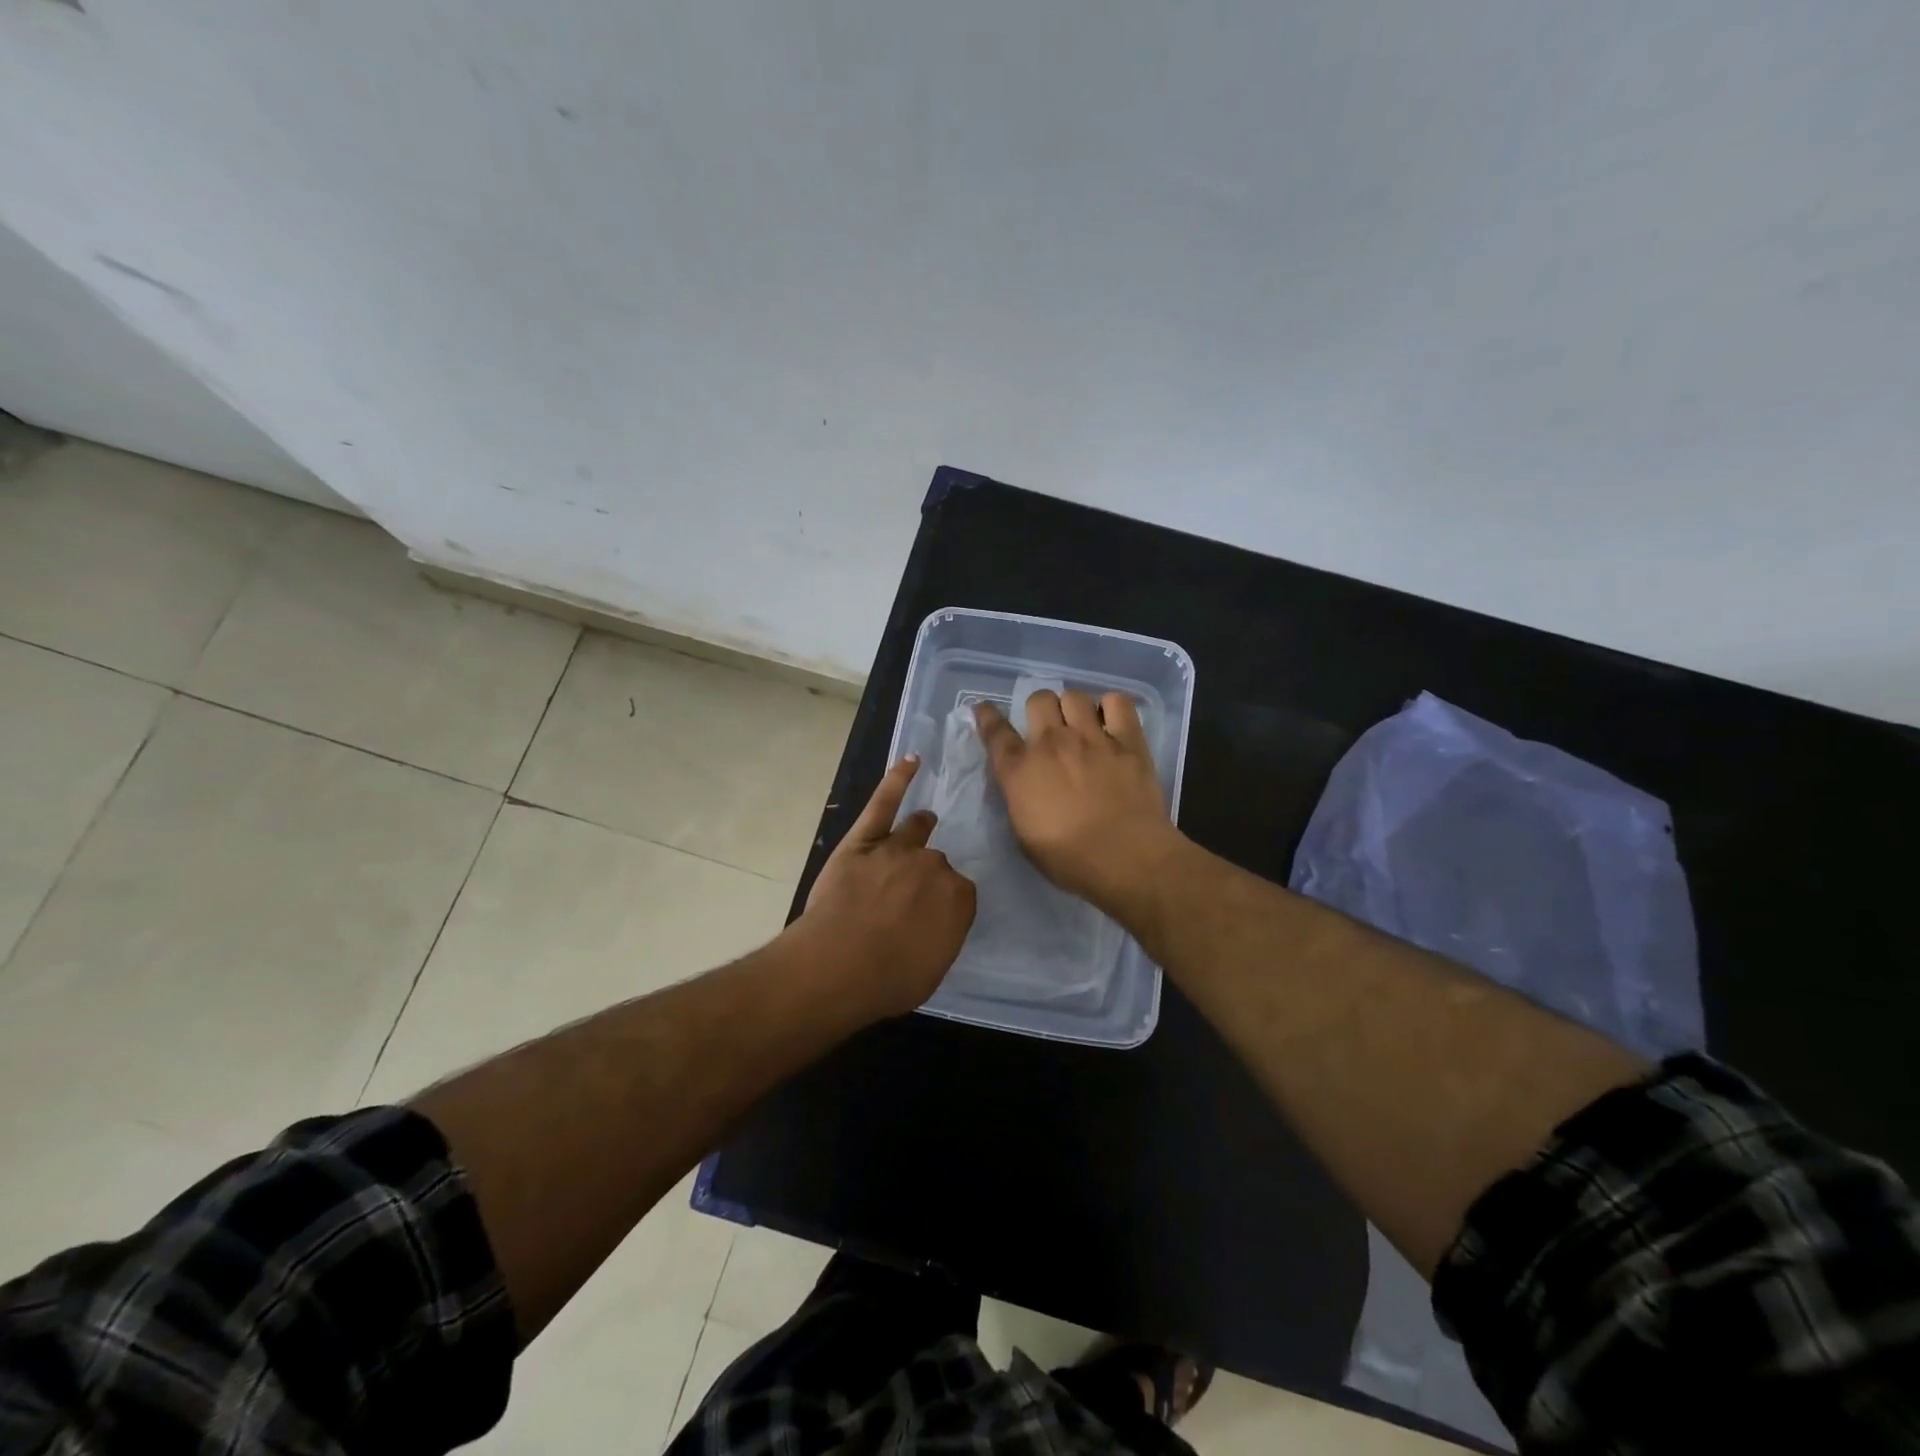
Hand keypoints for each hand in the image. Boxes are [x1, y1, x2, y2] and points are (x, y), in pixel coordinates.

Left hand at [799, 756, 976, 1017]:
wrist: (838, 965)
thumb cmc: (888, 979)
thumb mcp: (932, 969)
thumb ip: (943, 936)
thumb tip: (939, 922)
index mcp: (958, 898)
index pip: (959, 893)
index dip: (943, 905)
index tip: (930, 918)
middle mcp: (934, 866)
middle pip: (936, 862)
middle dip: (925, 877)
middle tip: (908, 898)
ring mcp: (898, 848)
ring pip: (916, 831)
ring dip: (921, 828)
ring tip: (925, 821)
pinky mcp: (864, 839)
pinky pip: (884, 802)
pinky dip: (897, 779)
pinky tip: (910, 761)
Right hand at [974, 690, 1180, 912]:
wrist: (1125, 857)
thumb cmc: (1069, 859)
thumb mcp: (1024, 835)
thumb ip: (1019, 799)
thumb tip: (1024, 785)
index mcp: (1021, 770)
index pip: (996, 732)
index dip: (988, 716)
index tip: (985, 709)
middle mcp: (1052, 743)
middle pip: (1039, 699)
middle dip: (1040, 709)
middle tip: (1049, 727)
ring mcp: (1092, 738)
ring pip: (1075, 696)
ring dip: (1073, 707)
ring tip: (1082, 724)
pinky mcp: (1128, 740)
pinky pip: (1118, 702)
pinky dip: (1111, 706)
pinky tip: (1112, 721)